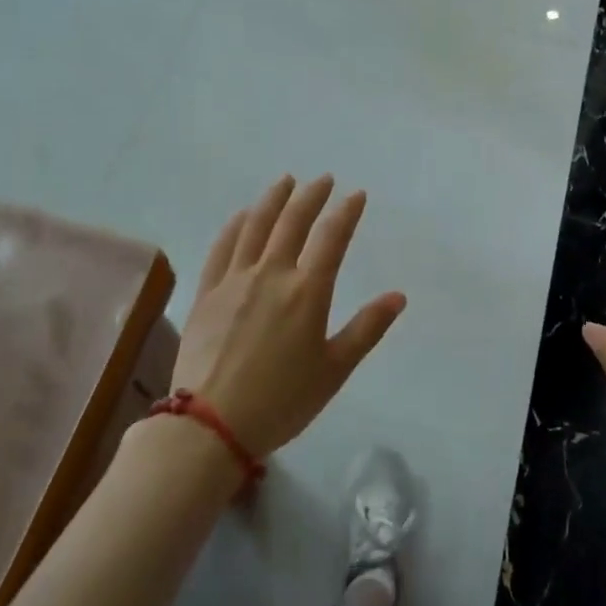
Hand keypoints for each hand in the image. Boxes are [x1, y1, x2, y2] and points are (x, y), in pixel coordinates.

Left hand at [172, 176, 406, 457]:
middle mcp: (271, 274)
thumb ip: (366, 329)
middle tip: (324, 179)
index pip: (332, 238)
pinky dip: (236, 224)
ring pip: (256, 226)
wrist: (209, 425)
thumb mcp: (334, 370)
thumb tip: (398, 296)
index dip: (346, 212)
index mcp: (307, 292)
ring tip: (285, 181)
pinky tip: (243, 215)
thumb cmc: (281, 401)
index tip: (357, 194)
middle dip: (311, 196)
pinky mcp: (207, 293)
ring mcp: (234, 280)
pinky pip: (222, 247)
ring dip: (274, 199)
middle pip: (292, 222)